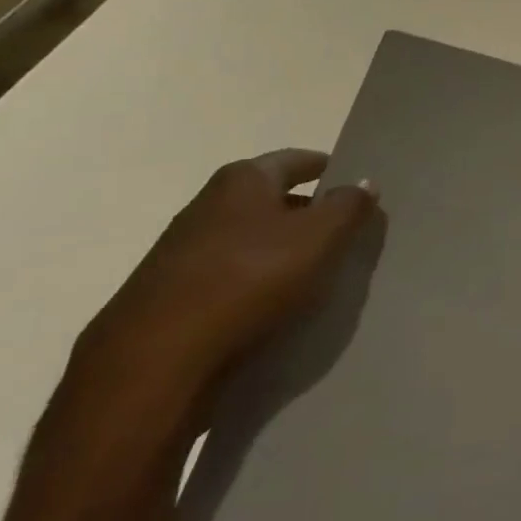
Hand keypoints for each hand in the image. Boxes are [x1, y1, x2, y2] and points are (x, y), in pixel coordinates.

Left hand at [76, 150, 381, 412]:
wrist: (155, 361)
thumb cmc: (250, 279)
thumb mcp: (320, 237)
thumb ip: (349, 206)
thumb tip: (364, 182)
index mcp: (242, 180)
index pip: (297, 159)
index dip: (330, 169)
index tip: (356, 185)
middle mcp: (206, 204)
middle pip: (271, 197)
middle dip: (307, 211)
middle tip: (344, 231)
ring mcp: (181, 250)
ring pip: (248, 238)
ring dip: (280, 248)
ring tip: (313, 271)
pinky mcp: (168, 293)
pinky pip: (228, 274)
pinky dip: (254, 279)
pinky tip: (271, 303)